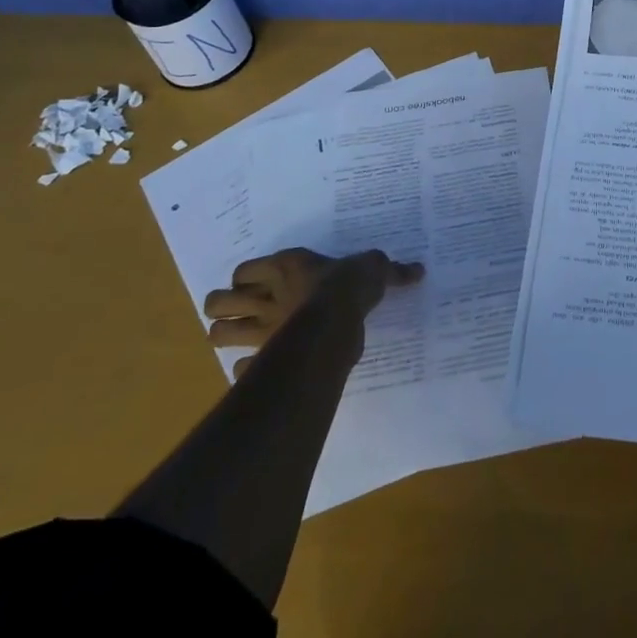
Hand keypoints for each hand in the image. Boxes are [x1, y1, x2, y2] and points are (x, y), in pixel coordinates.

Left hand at [203, 248, 424, 376]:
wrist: (338, 321)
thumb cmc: (350, 286)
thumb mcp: (374, 268)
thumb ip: (390, 270)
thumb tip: (419, 271)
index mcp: (285, 267)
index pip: (243, 270)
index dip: (245, 277)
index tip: (259, 282)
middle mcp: (264, 297)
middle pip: (217, 303)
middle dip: (221, 308)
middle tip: (241, 311)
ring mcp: (260, 331)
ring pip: (216, 334)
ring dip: (223, 335)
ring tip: (238, 337)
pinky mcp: (262, 360)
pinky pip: (239, 369)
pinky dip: (244, 370)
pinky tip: (258, 367)